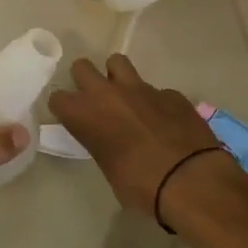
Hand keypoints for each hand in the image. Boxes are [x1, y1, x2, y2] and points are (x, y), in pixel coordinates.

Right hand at [47, 55, 228, 218]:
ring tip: (126, 98)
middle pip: (82, 67)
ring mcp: (141, 88)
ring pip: (117, 62)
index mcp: (85, 115)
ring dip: (117, 77)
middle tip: (95, 100)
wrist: (190, 180)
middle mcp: (107, 94)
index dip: (65, 108)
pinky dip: (156, 101)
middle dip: (85, 80)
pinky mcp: (170, 93)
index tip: (72, 119)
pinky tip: (164, 120)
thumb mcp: (109, 169)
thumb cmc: (140, 185)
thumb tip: (110, 141)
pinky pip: (155, 89)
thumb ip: (102, 145)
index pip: (58, 98)